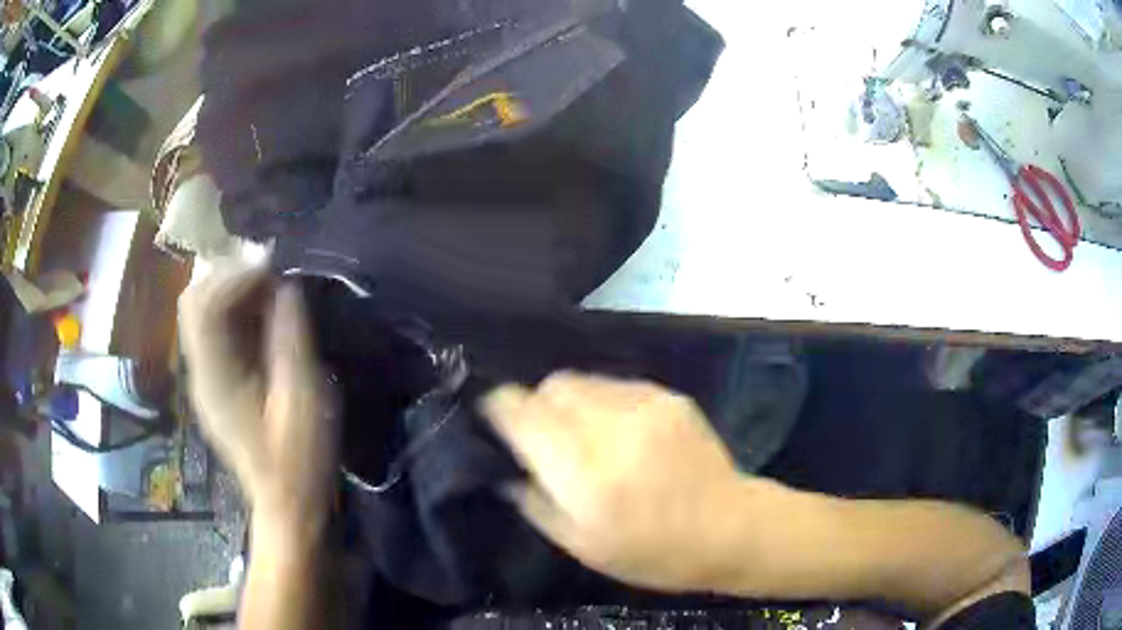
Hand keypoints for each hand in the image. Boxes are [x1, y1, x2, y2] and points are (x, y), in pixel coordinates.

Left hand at [179, 262, 336, 531]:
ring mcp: (203, 376)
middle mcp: (199, 371)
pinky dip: (234, 308)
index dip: (235, 275)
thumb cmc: (299, 460)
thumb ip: (290, 338)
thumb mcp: (303, 400)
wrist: (286, 503)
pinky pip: (214, 329)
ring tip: (269, 285)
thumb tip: (286, 286)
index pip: (203, 306)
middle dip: (228, 274)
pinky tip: (262, 311)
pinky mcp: (214, 381)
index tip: (274, 264)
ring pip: (200, 311)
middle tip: (270, 270)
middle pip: (193, 301)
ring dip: (231, 288)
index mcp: (215, 378)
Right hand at [481, 371, 748, 591]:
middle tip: (542, 435)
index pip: (522, 412)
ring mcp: (645, 406)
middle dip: (535, 405)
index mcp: (584, 473)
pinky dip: (603, 402)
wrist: (730, 528)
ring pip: (582, 380)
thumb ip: (535, 502)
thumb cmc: (652, 552)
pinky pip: (616, 386)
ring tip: (584, 435)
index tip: (493, 417)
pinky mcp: (669, 397)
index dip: (499, 408)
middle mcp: (611, 428)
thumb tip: (507, 469)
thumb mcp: (582, 546)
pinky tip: (619, 432)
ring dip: (570, 403)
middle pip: (551, 386)